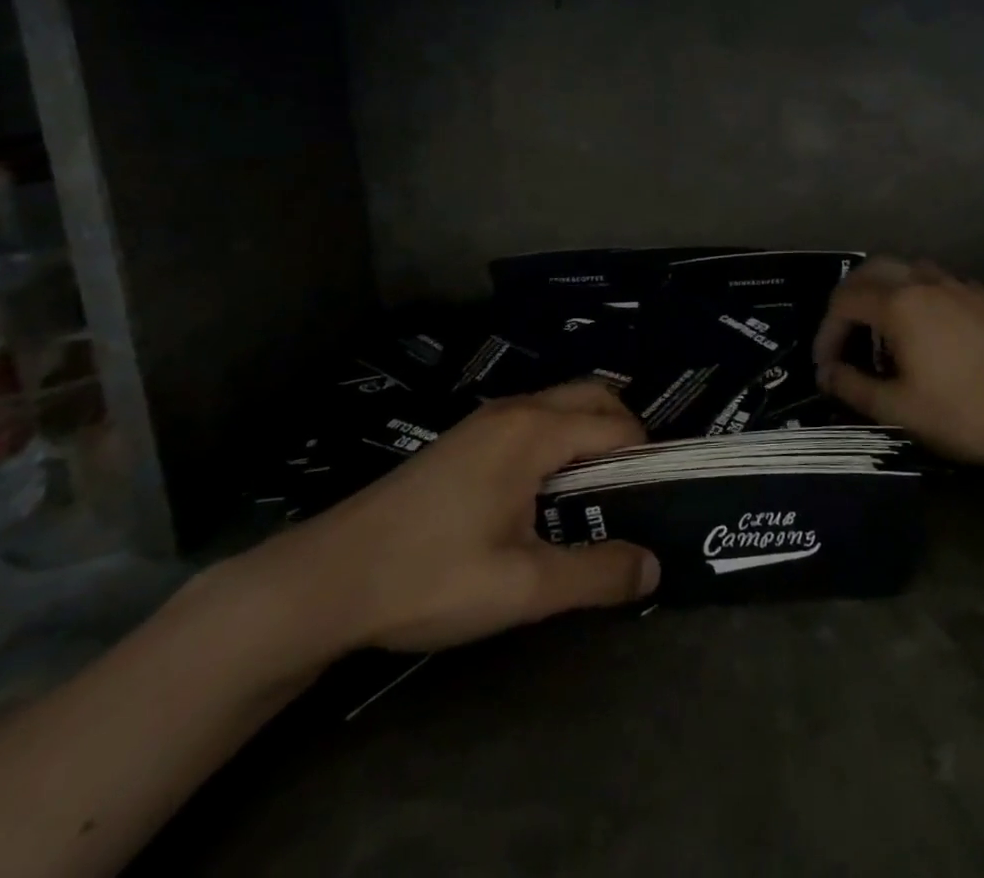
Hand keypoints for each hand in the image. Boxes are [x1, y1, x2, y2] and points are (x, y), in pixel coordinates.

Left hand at [234, 382, 659, 662]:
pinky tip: (545, 497)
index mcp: (534, 431)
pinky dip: (559, 440)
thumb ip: (596, 574)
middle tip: (632, 491)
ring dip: (589, 436)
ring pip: (560, 406)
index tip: (656, 501)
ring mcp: (484, 420)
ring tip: (595, 497)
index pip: (615, 426)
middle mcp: (514, 410)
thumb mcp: (523, 587)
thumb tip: (654, 568)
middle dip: (624, 433)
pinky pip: (532, 421)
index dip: (645, 459)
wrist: (327, 579)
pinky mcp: (464, 439)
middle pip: (592, 397)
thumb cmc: (430, 576)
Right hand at [811, 257, 983, 470]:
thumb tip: (826, 374)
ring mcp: (959, 285)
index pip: (844, 302)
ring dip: (884, 289)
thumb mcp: (901, 409)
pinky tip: (927, 329)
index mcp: (899, 304)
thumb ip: (855, 388)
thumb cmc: (967, 412)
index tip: (826, 366)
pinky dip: (917, 294)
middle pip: (871, 270)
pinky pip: (938, 281)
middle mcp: (924, 282)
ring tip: (883, 327)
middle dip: (849, 298)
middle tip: (844, 334)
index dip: (826, 332)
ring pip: (907, 268)